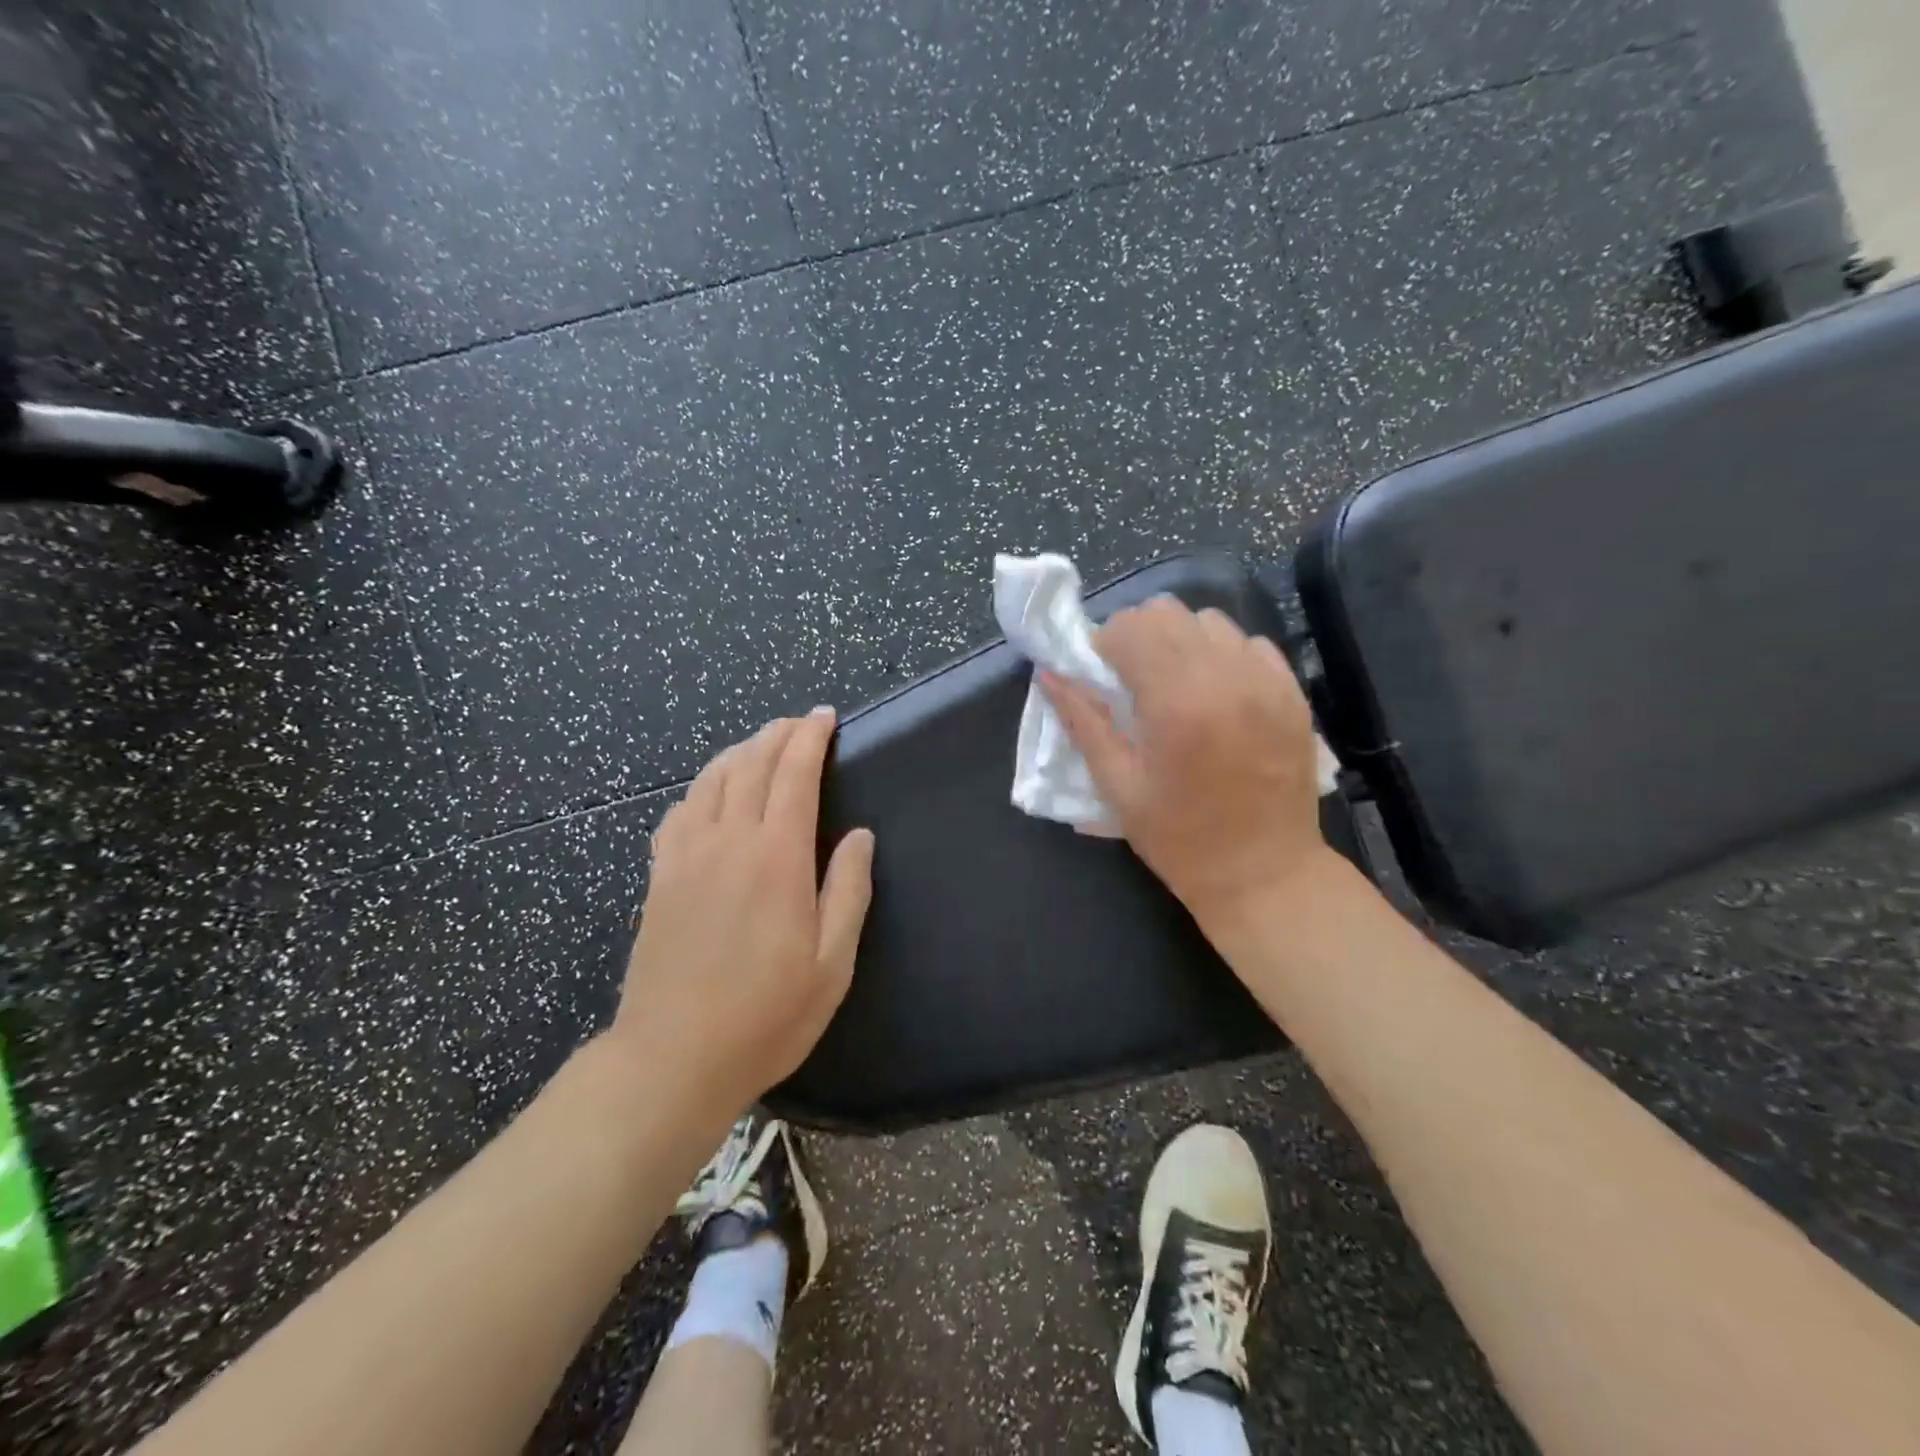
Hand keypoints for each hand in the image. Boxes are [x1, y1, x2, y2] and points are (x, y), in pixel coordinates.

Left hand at [611, 708, 874, 1114]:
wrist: (672, 1058)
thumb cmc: (767, 1015)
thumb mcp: (832, 963)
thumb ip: (848, 890)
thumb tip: (858, 836)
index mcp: (776, 857)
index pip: (793, 774)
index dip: (809, 738)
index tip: (824, 716)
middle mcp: (727, 841)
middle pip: (750, 764)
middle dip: (777, 734)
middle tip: (798, 723)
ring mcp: (686, 856)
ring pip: (710, 779)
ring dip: (739, 751)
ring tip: (760, 744)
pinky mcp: (660, 876)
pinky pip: (679, 810)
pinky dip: (701, 785)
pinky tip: (710, 792)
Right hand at [1043, 597, 1330, 928]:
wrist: (1265, 873)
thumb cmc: (1179, 838)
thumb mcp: (1117, 787)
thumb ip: (1082, 722)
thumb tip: (1049, 674)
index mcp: (1176, 704)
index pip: (1131, 628)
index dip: (1105, 644)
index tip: (1101, 676)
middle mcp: (1225, 678)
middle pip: (1168, 612)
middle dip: (1138, 635)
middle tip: (1131, 678)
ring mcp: (1266, 681)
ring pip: (1209, 621)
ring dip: (1180, 641)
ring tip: (1174, 685)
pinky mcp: (1292, 692)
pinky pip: (1248, 643)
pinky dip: (1221, 655)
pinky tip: (1214, 694)